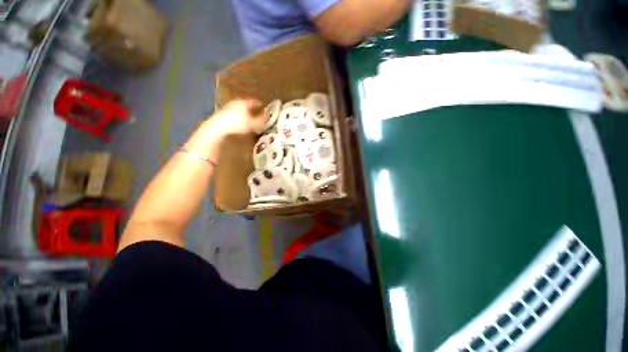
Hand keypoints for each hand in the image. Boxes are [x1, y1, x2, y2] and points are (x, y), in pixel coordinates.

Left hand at [209, 99, 265, 136]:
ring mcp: (228, 107)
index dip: (260, 104)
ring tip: (249, 117)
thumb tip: (268, 116)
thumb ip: (261, 119)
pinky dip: (238, 115)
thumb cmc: (238, 124)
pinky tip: (239, 121)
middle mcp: (236, 102)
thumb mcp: (253, 124)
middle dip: (252, 108)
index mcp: (244, 103)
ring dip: (245, 112)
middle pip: (246, 104)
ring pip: (239, 108)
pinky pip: (234, 112)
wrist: (218, 127)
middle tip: (257, 112)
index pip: (255, 102)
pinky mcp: (222, 113)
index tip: (264, 107)